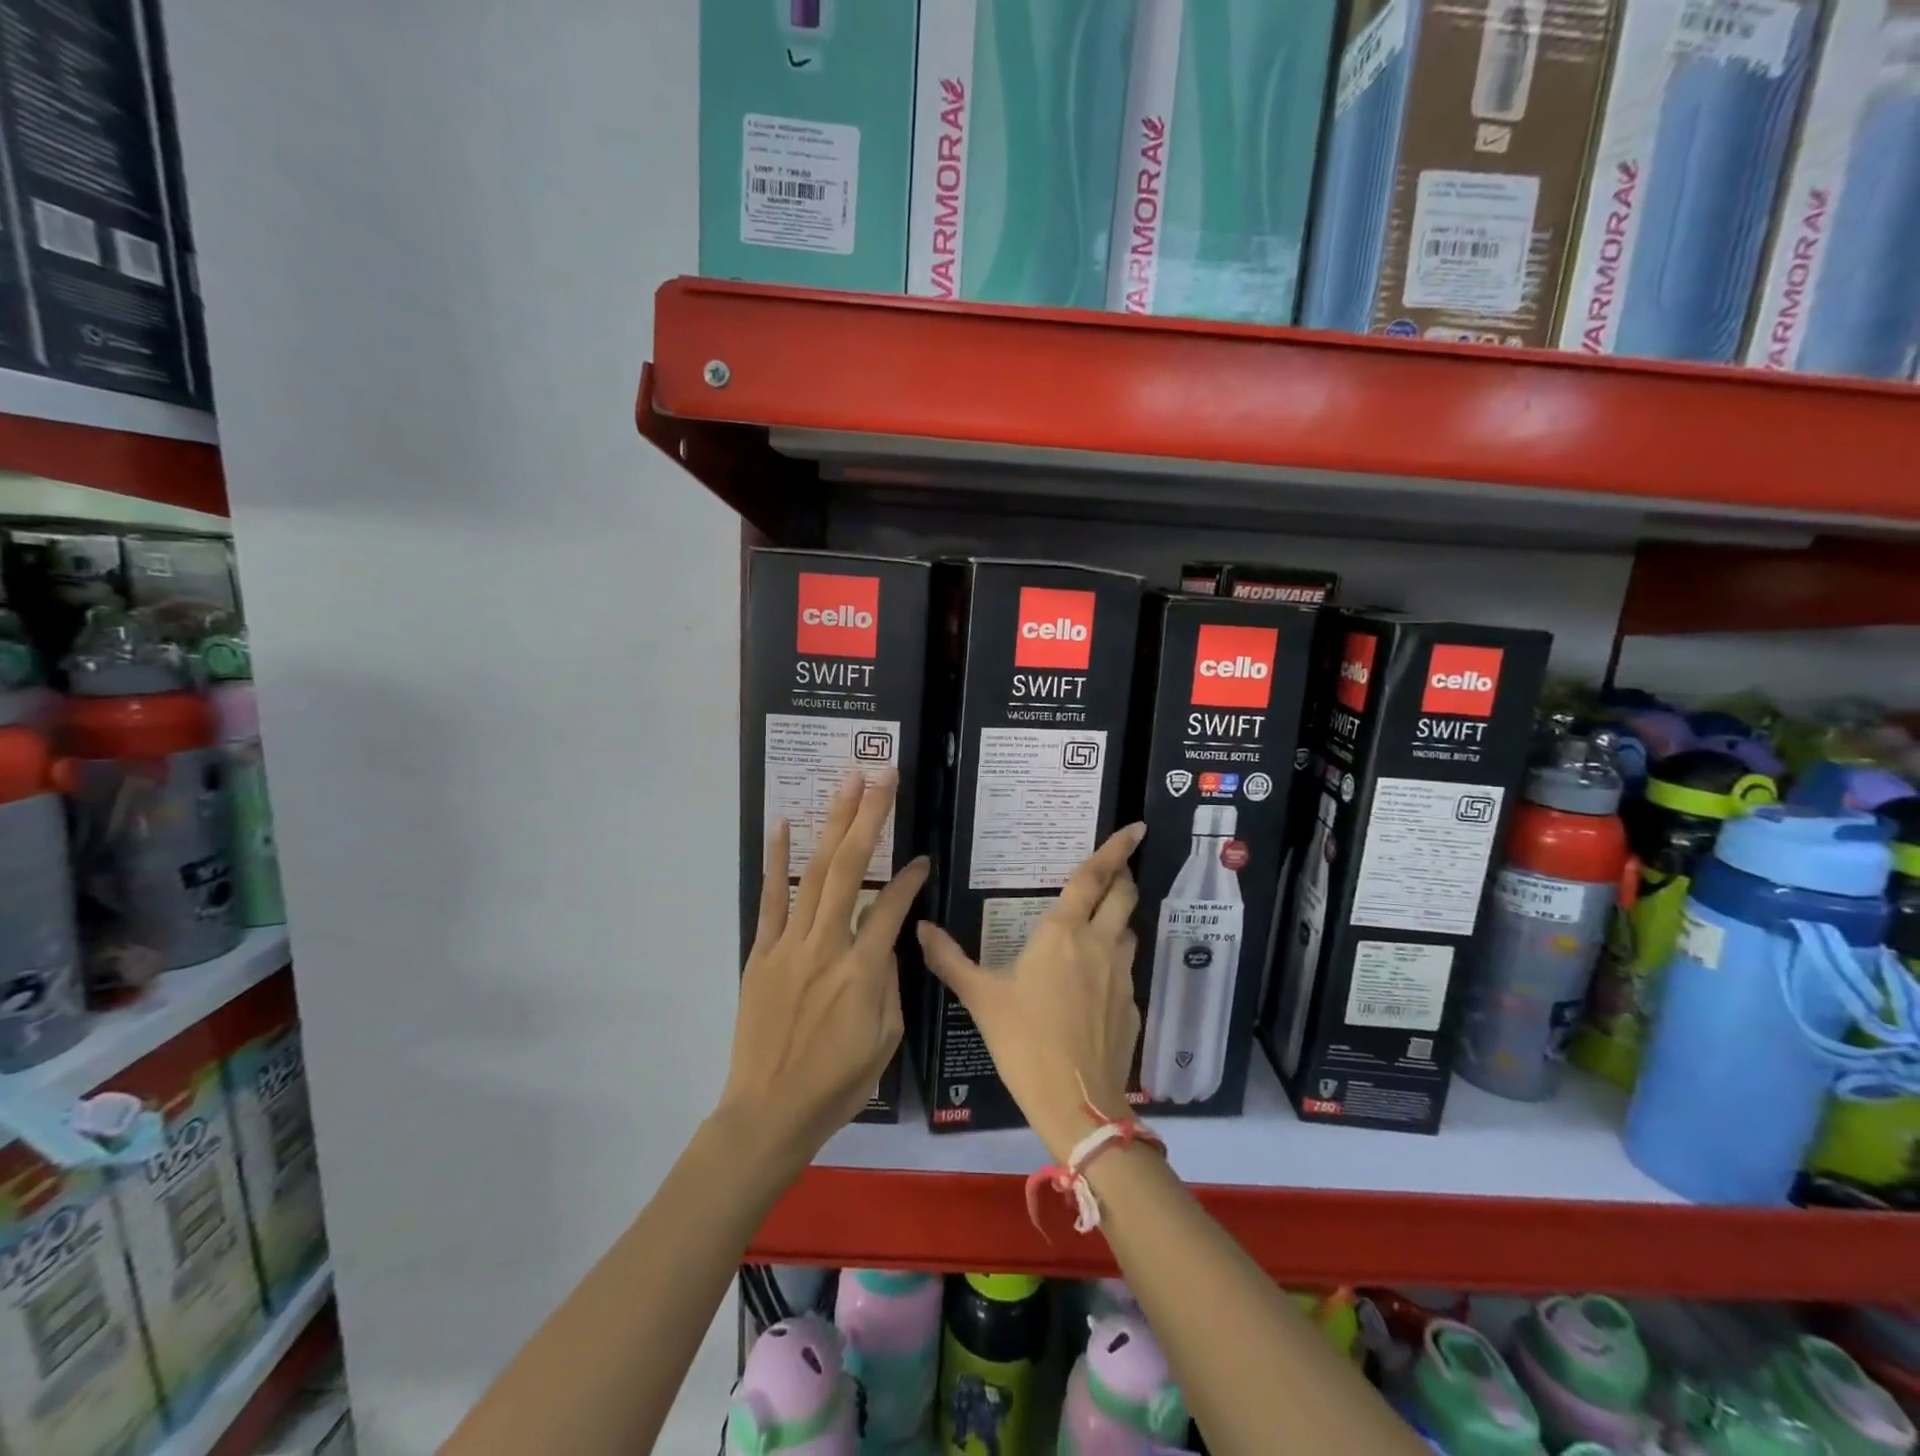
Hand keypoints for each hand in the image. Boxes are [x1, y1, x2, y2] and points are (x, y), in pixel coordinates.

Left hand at [718, 769, 927, 1172]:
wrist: (769, 1112)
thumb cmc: (837, 1084)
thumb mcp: (885, 1041)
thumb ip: (889, 984)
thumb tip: (886, 944)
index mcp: (862, 970)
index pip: (892, 906)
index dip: (910, 878)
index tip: (923, 860)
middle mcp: (826, 946)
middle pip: (849, 867)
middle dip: (870, 816)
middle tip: (882, 774)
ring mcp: (788, 945)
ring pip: (814, 872)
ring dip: (832, 822)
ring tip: (846, 781)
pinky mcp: (761, 953)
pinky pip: (769, 899)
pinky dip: (776, 860)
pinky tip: (782, 824)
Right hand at [917, 824, 1146, 1161]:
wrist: (1076, 1103)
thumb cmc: (1024, 1041)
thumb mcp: (981, 998)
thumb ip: (949, 959)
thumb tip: (920, 927)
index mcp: (1064, 933)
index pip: (1094, 878)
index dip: (1116, 849)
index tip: (1136, 827)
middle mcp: (1100, 945)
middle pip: (1124, 896)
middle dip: (1122, 877)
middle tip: (1112, 871)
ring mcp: (1121, 976)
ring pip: (1128, 931)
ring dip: (1118, 919)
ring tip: (1097, 925)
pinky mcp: (1132, 1006)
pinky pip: (1126, 970)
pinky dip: (1114, 962)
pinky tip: (1093, 984)